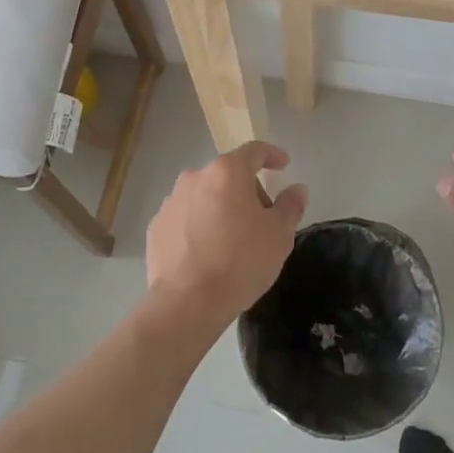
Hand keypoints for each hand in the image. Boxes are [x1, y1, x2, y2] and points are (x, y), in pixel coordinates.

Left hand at [145, 142, 308, 334]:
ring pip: (204, 196)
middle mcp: (195, 177)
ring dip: (220, 208)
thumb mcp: (279, 235)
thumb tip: (296, 189)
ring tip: (232, 240)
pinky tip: (207, 253)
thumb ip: (290, 206)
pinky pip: (186, 218)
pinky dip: (199, 226)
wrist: (187, 302)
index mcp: (227, 172)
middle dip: (247, 190)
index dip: (271, 155)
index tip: (283, 165)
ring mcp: (171, 201)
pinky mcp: (157, 227)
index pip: (254, 151)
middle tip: (262, 219)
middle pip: (228, 175)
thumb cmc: (241, 261)